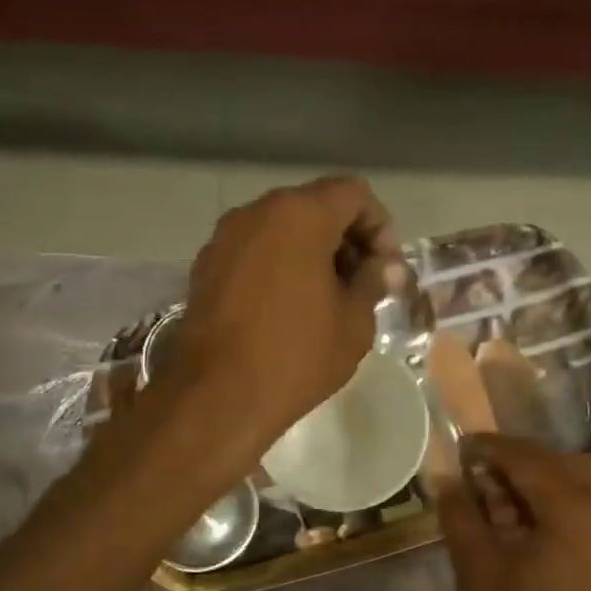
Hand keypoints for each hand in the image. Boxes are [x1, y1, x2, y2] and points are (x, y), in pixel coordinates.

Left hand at [168, 175, 396, 455]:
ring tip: (325, 298)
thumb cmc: (297, 356)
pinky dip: (278, 264)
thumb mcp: (354, 322)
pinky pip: (254, 250)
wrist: (218, 397)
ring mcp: (225, 237)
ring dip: (311, 252)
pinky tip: (287, 307)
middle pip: (315, 206)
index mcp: (300, 214)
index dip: (379, 226)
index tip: (384, 269)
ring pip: (281, 228)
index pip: (354, 193)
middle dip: (345, 238)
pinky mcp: (205, 266)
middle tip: (360, 284)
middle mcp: (257, 212)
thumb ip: (373, 281)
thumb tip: (385, 266)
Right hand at [437, 434, 590, 590]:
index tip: (463, 447)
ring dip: (550, 488)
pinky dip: (573, 513)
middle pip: (565, 466)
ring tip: (510, 512)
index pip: (528, 457)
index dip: (491, 448)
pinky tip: (543, 538)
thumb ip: (461, 517)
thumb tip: (447, 479)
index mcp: (580, 507)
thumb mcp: (480, 576)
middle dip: (523, 465)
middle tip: (484, 481)